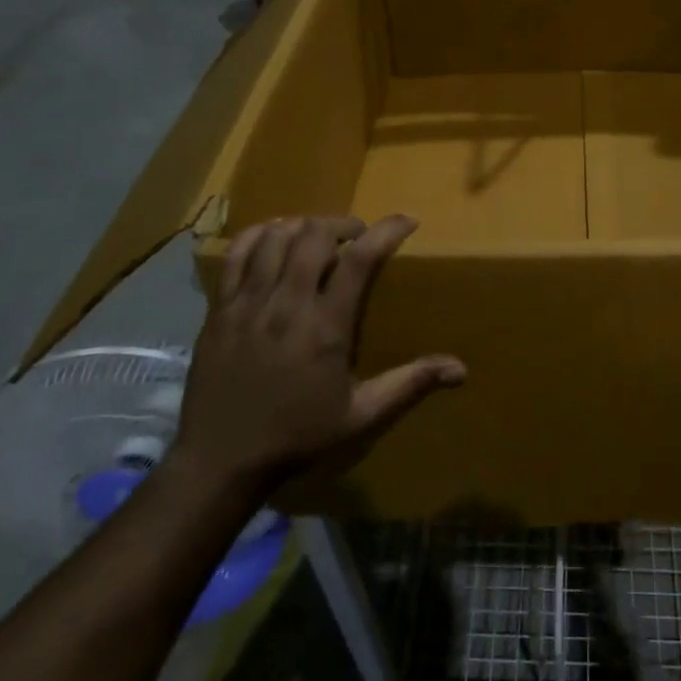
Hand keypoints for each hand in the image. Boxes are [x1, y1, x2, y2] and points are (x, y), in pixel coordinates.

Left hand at [169, 214, 464, 492]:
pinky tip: (272, 239)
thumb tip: (461, 370)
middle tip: (357, 236)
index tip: (407, 221)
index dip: (387, 230)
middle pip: (315, 234)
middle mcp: (286, 304)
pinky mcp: (219, 309)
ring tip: (318, 236)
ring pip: (275, 237)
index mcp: (325, 327)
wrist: (222, 459)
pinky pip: (235, 254)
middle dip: (343, 223)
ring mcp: (248, 303)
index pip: (359, 259)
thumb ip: (409, 385)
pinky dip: (257, 236)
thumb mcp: (361, 417)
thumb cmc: (298, 436)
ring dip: (303, 226)